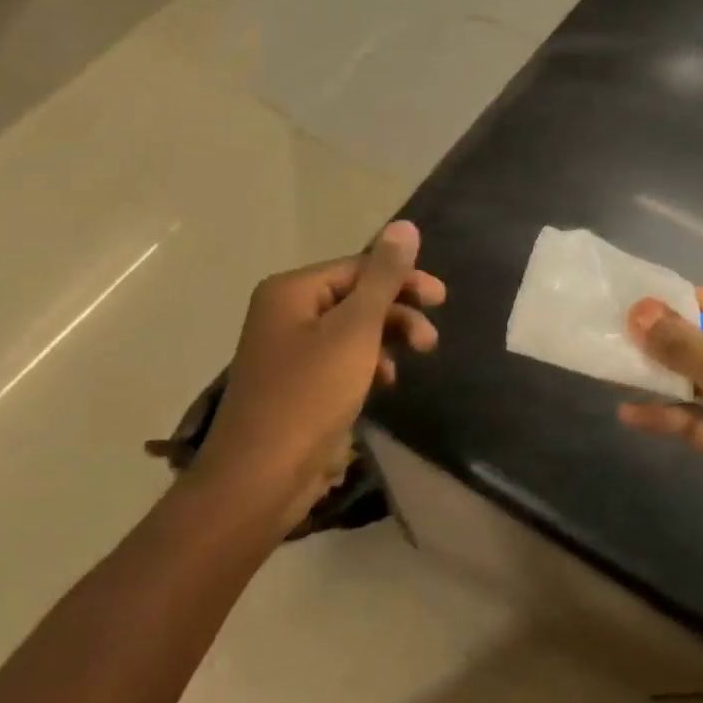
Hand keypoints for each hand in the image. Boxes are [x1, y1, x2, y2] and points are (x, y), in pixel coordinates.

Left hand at [193, 221, 444, 540]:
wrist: (261, 476)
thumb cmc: (310, 394)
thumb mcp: (356, 330)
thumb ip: (384, 278)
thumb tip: (405, 226)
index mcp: (292, 290)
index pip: (359, 268)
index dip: (403, 280)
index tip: (441, 299)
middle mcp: (285, 312)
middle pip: (356, 297)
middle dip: (398, 314)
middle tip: (431, 340)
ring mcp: (288, 350)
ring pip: (352, 330)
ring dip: (387, 340)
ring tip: (412, 363)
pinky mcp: (296, 384)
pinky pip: (341, 359)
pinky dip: (368, 364)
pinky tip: (385, 383)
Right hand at [618, 290, 702, 610]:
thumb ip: (690, 349)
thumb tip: (640, 310)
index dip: (688, 302)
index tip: (636, 302)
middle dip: (670, 339)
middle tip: (617, 331)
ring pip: (701, 382)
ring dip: (663, 375)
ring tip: (614, 365)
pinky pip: (694, 421)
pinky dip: (665, 415)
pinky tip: (629, 413)